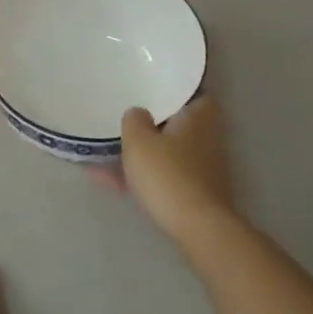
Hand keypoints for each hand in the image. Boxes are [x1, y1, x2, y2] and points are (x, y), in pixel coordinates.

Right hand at [113, 95, 235, 242]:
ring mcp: (204, 165)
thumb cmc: (168, 174)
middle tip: (122, 119)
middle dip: (150, 123)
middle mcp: (208, 136)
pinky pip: (164, 175)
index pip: (190, 90)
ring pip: (167, 151)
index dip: (169, 87)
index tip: (147, 85)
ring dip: (142, 153)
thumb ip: (134, 120)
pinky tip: (111, 183)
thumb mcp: (139, 141)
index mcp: (200, 114)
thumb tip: (138, 113)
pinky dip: (143, 176)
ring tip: (104, 155)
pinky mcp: (196, 191)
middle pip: (176, 122)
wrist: (197, 227)